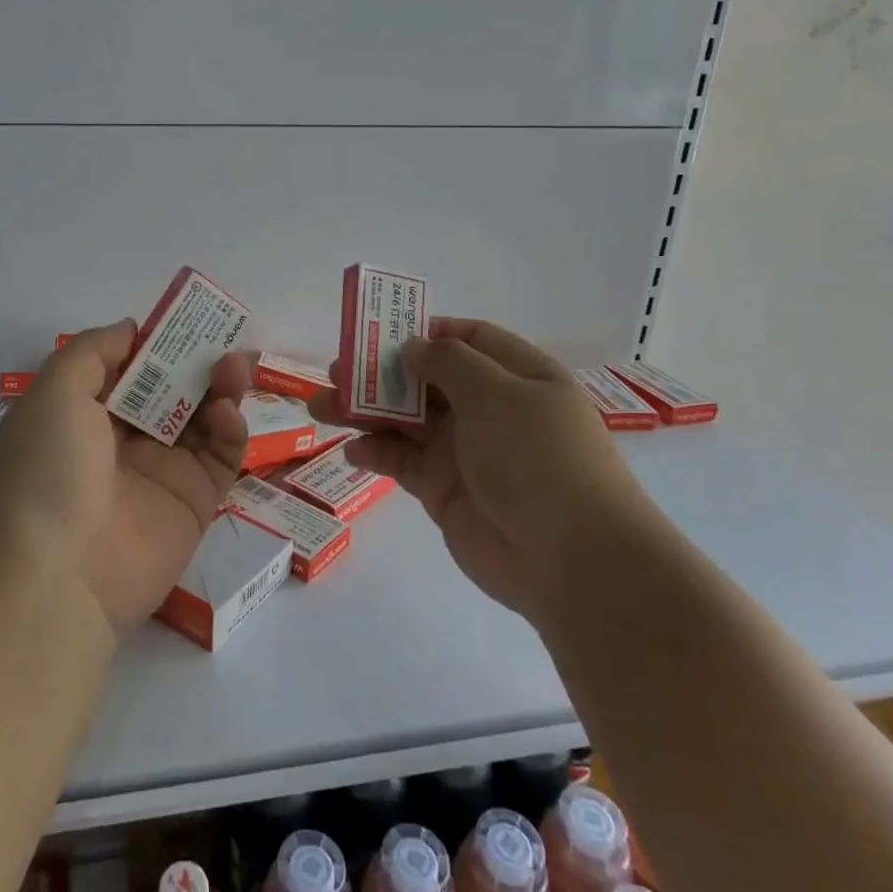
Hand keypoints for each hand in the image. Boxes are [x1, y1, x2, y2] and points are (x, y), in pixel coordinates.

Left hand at [0, 320, 250, 633]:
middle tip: (223, 337)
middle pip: (171, 391)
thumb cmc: (47, 469)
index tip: (184, 318)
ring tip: (235, 366)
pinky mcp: (194, 502)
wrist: (56, 577)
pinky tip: (225, 412)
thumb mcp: (54, 392)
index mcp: (84, 414)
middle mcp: (122, 441)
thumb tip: (131, 328)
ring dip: (220, 387)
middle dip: (196, 362)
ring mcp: (160, 472)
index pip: (128, 369)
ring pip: (202, 419)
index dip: (155, 343)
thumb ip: (94, 351)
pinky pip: (221, 457)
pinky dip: (230, 430)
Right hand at [310, 318, 636, 615]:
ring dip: (365, 411)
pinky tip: (352, 451)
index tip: (382, 331)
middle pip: (426, 378)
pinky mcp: (443, 490)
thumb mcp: (498, 394)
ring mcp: (464, 451)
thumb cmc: (538, 458)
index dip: (427, 331)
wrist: (570, 560)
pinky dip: (375, 452)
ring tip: (321, 408)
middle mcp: (490, 409)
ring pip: (405, 419)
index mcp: (517, 377)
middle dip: (381, 372)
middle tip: (336, 370)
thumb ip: (449, 363)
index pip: (469, 339)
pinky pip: (401, 461)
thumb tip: (413, 347)